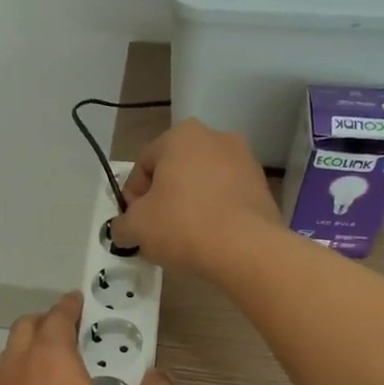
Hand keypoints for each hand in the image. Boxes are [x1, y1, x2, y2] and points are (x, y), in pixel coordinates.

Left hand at [0, 293, 173, 384]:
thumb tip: (162, 379)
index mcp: (50, 358)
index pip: (57, 316)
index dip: (72, 306)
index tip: (83, 302)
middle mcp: (19, 369)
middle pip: (26, 329)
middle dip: (48, 322)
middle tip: (75, 332)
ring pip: (12, 357)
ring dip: (33, 350)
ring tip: (64, 366)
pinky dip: (26, 379)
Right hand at [109, 120, 278, 278]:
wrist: (246, 249)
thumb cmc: (182, 225)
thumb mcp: (136, 227)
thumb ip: (121, 224)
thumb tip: (124, 229)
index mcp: (181, 135)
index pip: (143, 165)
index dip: (132, 197)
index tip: (134, 223)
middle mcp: (216, 137)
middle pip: (175, 171)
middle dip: (163, 198)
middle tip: (156, 230)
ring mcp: (245, 160)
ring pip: (203, 184)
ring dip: (190, 205)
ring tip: (184, 237)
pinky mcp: (262, 186)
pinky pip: (227, 197)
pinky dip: (215, 213)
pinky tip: (210, 238)